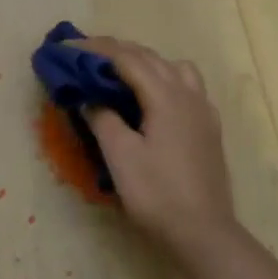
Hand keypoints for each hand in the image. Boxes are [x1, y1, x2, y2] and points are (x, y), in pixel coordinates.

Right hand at [74, 37, 242, 259]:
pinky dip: (164, 79)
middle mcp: (188, 93)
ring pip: (173, 68)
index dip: (95, 49)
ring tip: (121, 76)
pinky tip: (153, 101)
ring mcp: (203, 110)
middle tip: (85, 56)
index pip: (126, 58)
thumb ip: (103, 119)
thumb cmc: (157, 193)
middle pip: (150, 57)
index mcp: (165, 96)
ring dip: (145, 62)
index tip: (68, 47)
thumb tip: (90, 98)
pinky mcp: (209, 127)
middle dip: (117, 51)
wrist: (203, 231)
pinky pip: (187, 86)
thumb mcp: (120, 156)